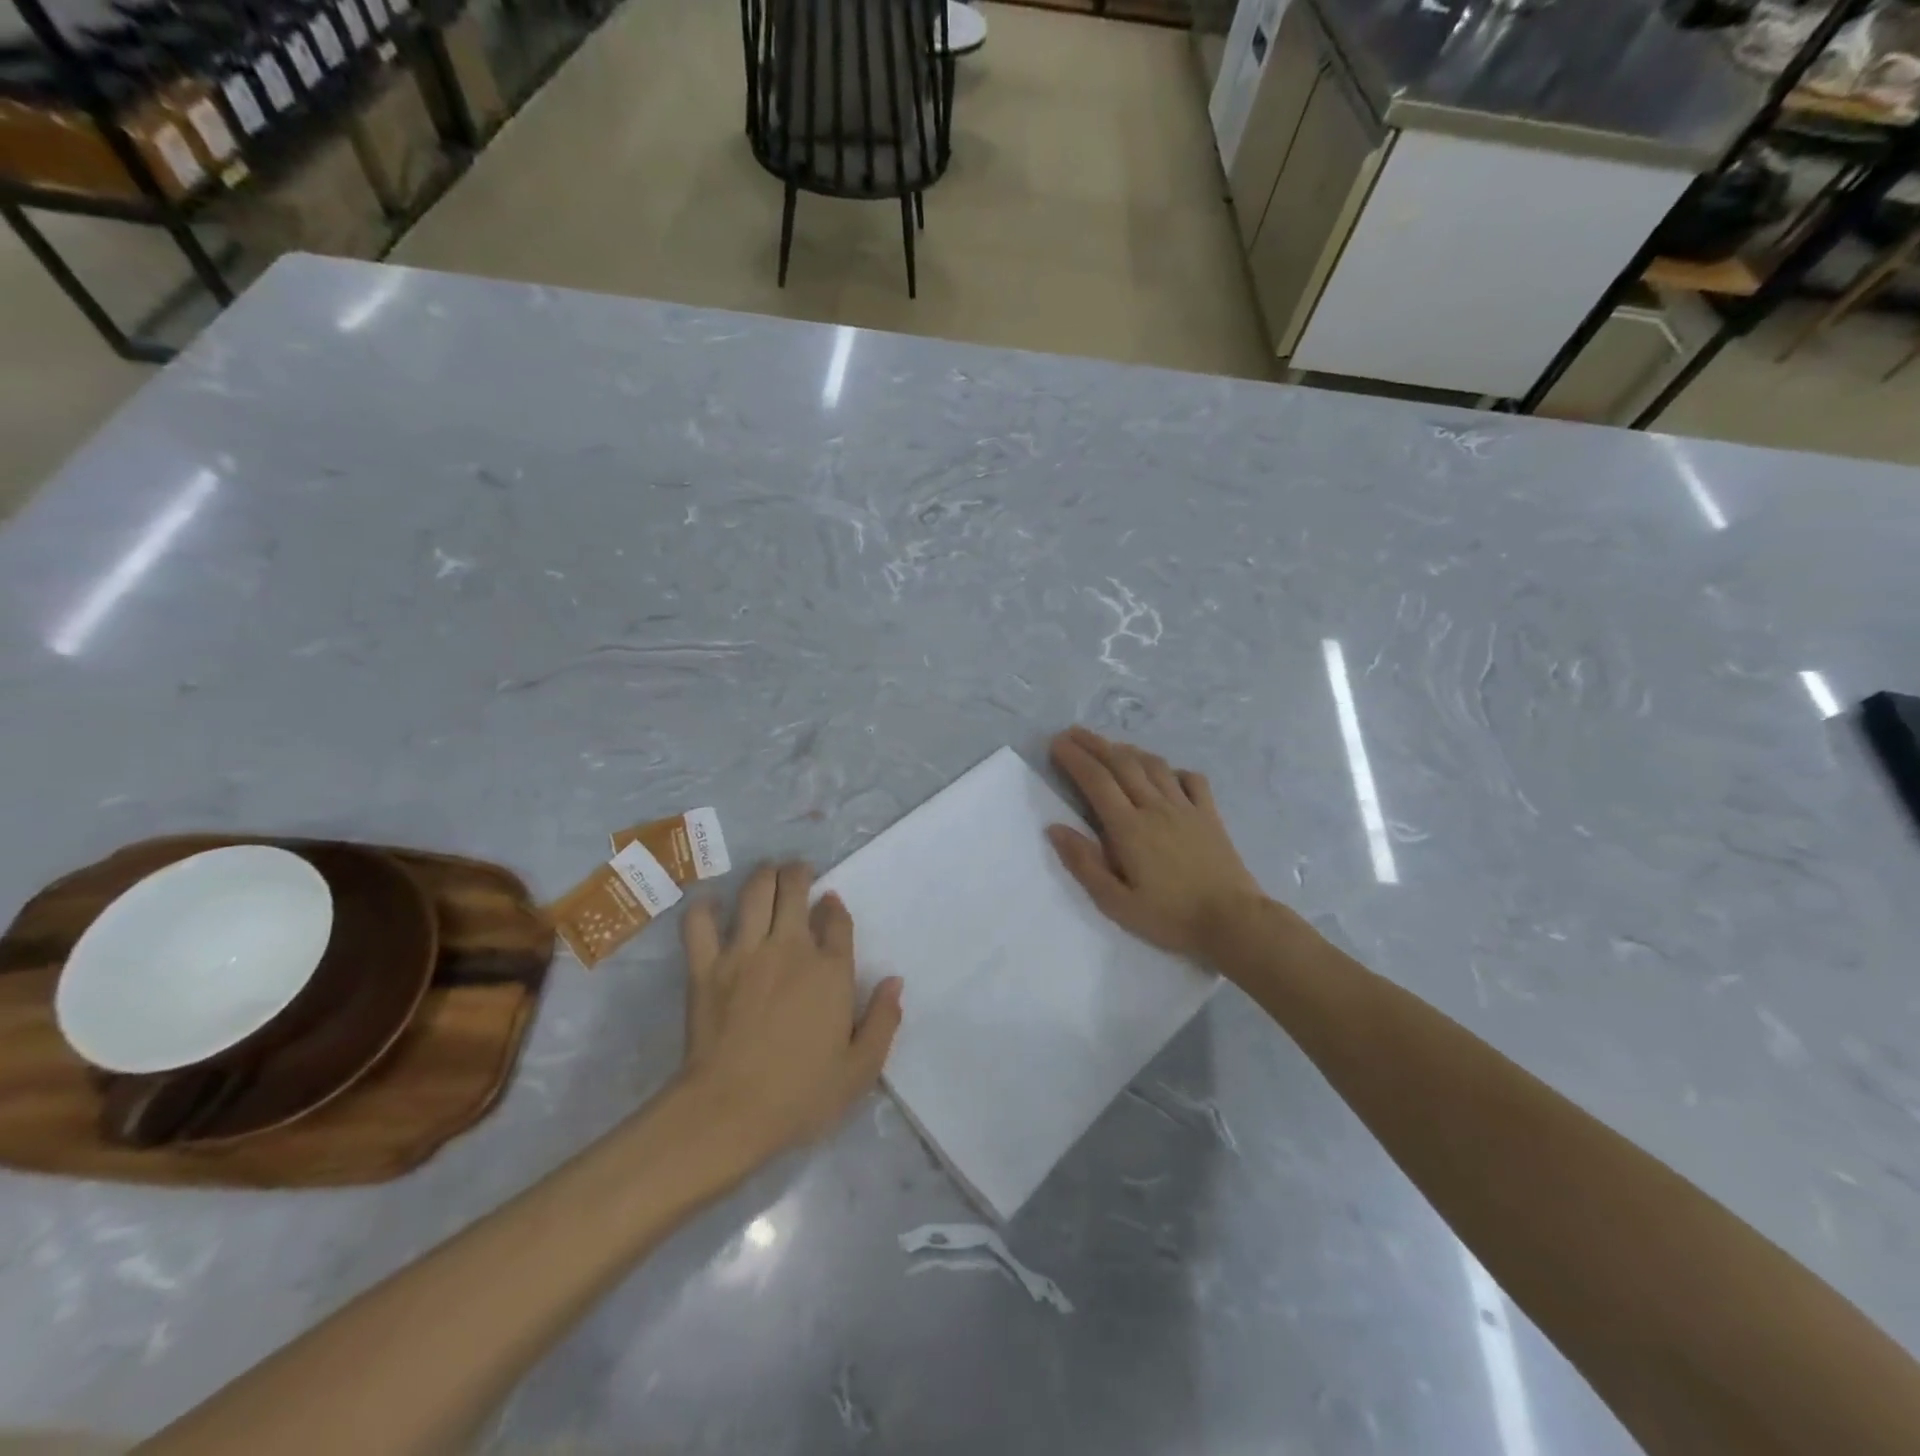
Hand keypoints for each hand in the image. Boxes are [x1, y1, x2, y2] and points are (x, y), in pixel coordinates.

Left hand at [677, 862, 902, 1167]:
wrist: (729, 1112)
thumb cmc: (800, 1095)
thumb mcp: (860, 1070)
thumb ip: (883, 1021)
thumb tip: (895, 982)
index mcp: (831, 970)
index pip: (837, 920)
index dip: (835, 907)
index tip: (830, 902)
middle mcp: (790, 948)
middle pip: (795, 890)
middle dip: (799, 873)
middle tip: (798, 872)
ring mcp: (745, 953)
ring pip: (754, 893)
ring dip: (763, 875)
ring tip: (767, 872)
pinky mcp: (706, 966)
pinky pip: (700, 923)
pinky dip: (705, 907)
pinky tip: (712, 904)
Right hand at [1047, 726, 1269, 959]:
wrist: (1233, 921)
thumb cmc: (1170, 917)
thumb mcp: (1116, 903)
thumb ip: (1084, 864)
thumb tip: (1055, 828)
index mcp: (1129, 828)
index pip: (1096, 781)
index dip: (1075, 758)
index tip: (1057, 744)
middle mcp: (1156, 807)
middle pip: (1122, 764)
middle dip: (1094, 744)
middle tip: (1073, 733)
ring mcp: (1186, 808)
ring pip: (1154, 766)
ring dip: (1128, 751)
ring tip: (1111, 747)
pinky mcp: (1210, 815)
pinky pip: (1191, 779)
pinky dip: (1173, 769)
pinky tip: (1165, 773)